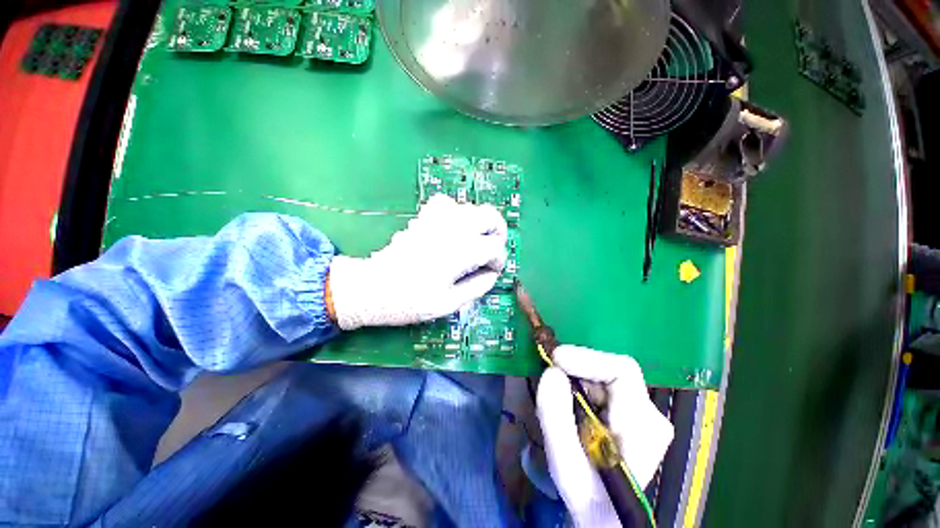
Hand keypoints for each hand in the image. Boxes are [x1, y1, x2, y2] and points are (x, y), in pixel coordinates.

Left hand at [327, 194, 507, 329]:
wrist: (373, 288)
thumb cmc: (410, 301)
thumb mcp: (449, 303)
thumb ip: (477, 288)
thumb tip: (492, 275)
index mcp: (461, 252)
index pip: (495, 247)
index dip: (498, 261)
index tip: (492, 271)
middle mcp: (453, 230)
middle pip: (490, 216)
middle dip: (497, 233)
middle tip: (491, 250)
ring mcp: (437, 220)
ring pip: (471, 208)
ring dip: (479, 223)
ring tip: (475, 241)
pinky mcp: (423, 218)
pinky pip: (446, 203)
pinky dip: (456, 213)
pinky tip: (453, 229)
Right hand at [537, 346, 673, 527]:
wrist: (605, 515)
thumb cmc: (589, 498)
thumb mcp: (565, 466)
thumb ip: (556, 418)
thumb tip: (550, 372)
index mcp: (644, 426)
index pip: (622, 370)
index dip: (586, 358)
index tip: (555, 359)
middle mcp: (649, 413)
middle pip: (609, 370)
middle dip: (576, 371)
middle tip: (550, 382)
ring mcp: (641, 411)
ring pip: (602, 376)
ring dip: (575, 381)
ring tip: (559, 403)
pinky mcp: (629, 410)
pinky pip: (599, 385)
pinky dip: (579, 388)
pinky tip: (570, 407)